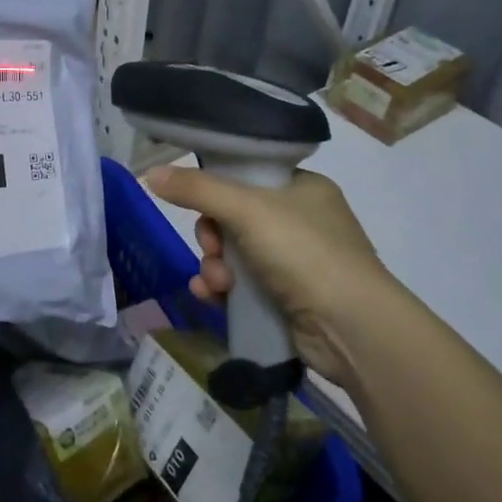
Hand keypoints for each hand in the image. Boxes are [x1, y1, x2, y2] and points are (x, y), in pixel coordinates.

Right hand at [141, 165, 400, 382]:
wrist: (351, 328)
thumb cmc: (304, 251)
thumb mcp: (247, 209)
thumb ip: (197, 189)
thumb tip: (151, 173)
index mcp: (302, 188)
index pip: (249, 176)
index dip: (219, 190)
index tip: (204, 205)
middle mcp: (301, 221)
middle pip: (234, 217)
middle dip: (212, 236)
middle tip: (212, 247)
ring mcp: (296, 263)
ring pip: (234, 254)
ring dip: (214, 266)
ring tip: (216, 283)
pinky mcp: (287, 299)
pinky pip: (242, 286)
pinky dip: (222, 289)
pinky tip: (210, 297)